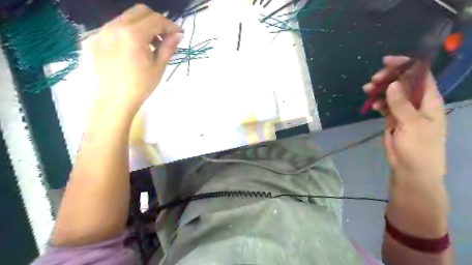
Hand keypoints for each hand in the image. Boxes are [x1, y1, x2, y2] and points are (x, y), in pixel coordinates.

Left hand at [87, 4, 181, 109]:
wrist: (115, 99)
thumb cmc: (141, 85)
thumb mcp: (159, 66)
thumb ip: (169, 47)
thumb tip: (178, 34)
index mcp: (132, 35)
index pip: (155, 19)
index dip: (170, 25)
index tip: (179, 34)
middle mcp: (115, 26)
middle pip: (140, 12)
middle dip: (157, 21)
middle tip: (165, 37)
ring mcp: (103, 31)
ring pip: (128, 17)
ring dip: (144, 26)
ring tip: (151, 44)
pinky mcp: (97, 38)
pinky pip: (117, 27)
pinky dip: (130, 31)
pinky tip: (136, 48)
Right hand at [365, 56, 446, 179]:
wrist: (411, 168)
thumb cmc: (419, 147)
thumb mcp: (412, 124)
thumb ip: (401, 104)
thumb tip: (392, 84)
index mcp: (430, 100)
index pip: (420, 76)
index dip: (406, 66)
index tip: (388, 62)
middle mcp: (418, 102)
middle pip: (403, 83)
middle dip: (389, 78)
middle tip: (374, 79)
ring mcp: (404, 111)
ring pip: (392, 94)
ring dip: (380, 90)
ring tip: (367, 89)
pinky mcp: (393, 119)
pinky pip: (385, 106)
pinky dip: (378, 102)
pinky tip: (372, 103)